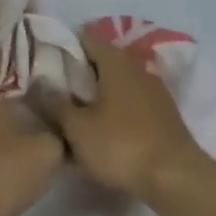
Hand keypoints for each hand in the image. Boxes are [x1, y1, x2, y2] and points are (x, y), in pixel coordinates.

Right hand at [46, 27, 206, 201]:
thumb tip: (40, 83)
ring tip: (77, 109)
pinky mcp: (163, 112)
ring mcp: (154, 89)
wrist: (176, 177)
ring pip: (119, 80)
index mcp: (115, 62)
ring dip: (99, 90)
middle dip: (81, 70)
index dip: (65, 44)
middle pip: (103, 58)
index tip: (46, 58)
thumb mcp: (78, 128)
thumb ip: (56, 103)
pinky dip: (116, 105)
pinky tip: (105, 126)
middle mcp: (137, 67)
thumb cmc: (121, 146)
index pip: (87, 37)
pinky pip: (132, 99)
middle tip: (56, 88)